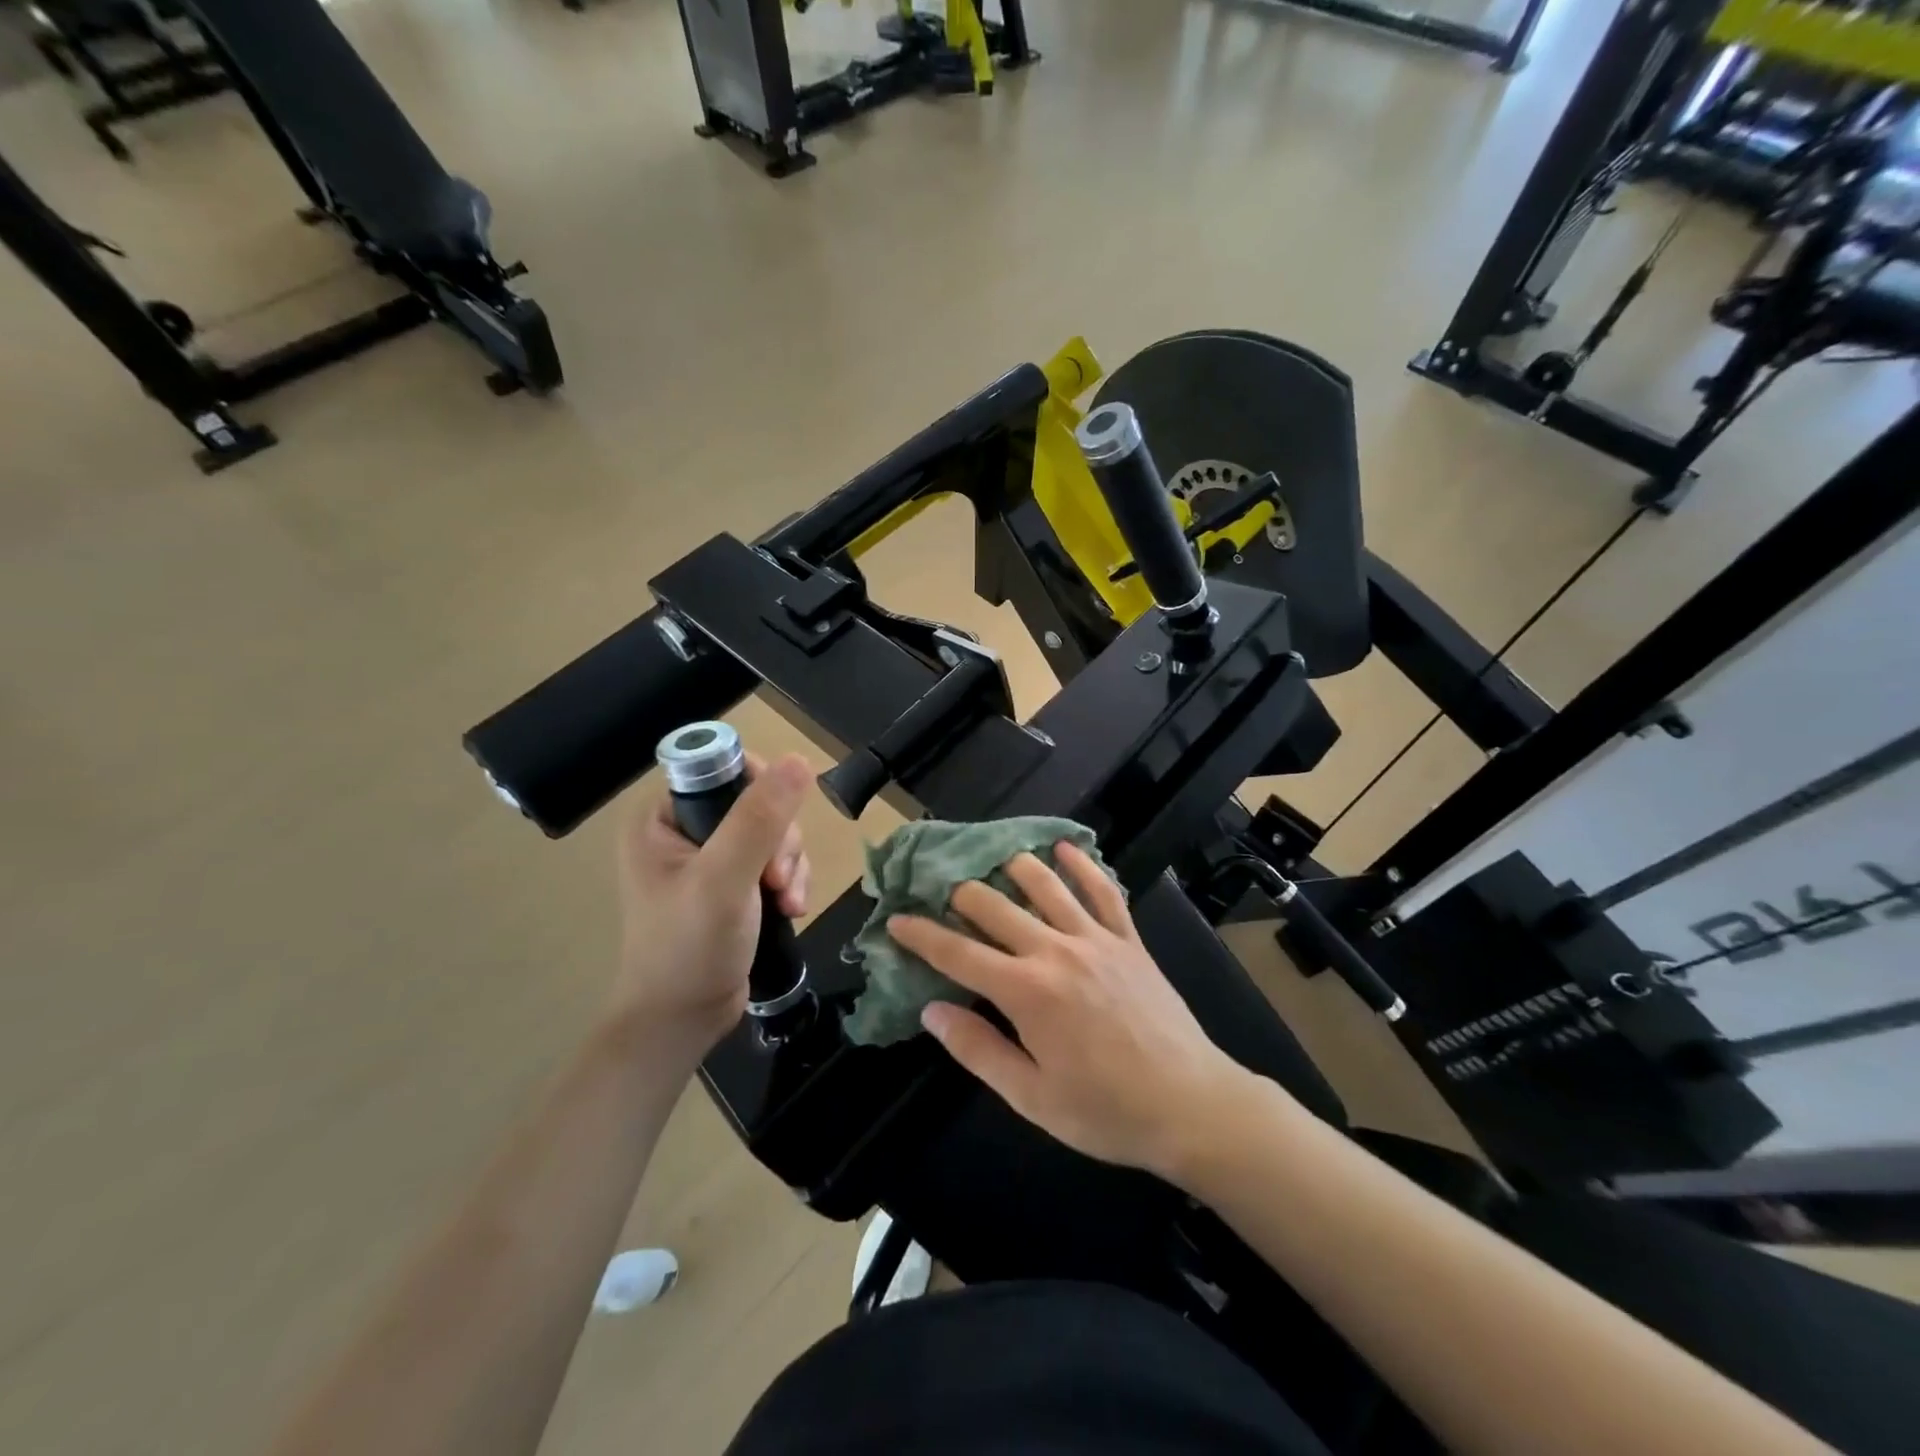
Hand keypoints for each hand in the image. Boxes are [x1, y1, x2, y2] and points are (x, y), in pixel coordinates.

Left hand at [615, 753, 812, 1056]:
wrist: (681, 1021)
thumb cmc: (688, 948)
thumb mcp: (724, 880)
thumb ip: (759, 820)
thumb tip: (798, 759)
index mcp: (662, 816)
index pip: (724, 769)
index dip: (761, 792)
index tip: (775, 831)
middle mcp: (684, 830)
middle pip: (758, 802)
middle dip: (780, 842)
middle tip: (776, 880)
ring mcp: (709, 858)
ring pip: (774, 833)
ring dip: (791, 865)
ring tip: (786, 902)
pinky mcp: (732, 883)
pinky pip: (776, 860)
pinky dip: (791, 881)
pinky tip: (790, 910)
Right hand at [888, 845, 1255, 1179]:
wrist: (1192, 1105)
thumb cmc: (1106, 1111)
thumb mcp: (1031, 1097)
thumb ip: (978, 1049)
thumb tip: (931, 1010)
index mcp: (1026, 992)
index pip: (958, 952)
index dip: (921, 935)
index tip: (896, 920)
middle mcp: (1056, 950)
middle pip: (994, 905)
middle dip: (959, 894)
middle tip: (938, 891)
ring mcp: (1096, 938)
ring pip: (1045, 883)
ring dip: (1012, 865)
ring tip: (991, 858)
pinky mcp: (1129, 939)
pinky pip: (1103, 890)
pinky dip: (1081, 865)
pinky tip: (1064, 848)